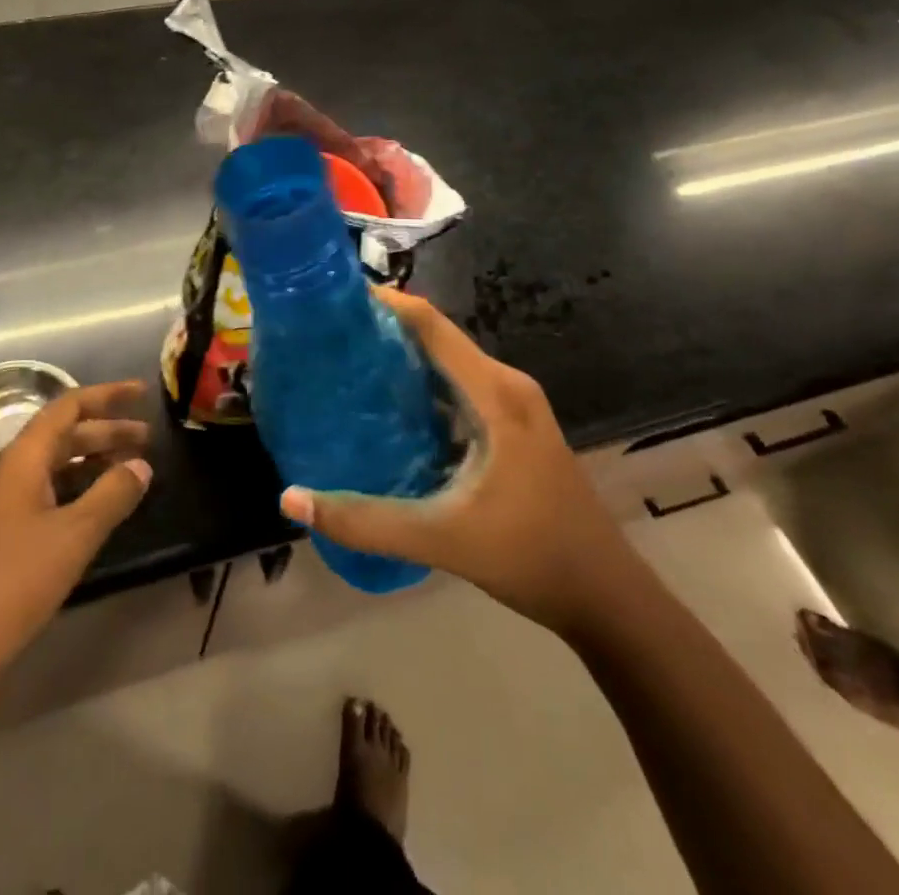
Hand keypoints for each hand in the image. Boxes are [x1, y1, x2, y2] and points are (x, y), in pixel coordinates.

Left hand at [0, 381, 152, 684]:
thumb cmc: (9, 583)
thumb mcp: (71, 537)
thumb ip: (111, 496)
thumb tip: (142, 465)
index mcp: (22, 460)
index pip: (67, 407)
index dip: (106, 396)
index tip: (142, 393)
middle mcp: (11, 476)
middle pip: (63, 436)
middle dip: (106, 431)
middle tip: (148, 438)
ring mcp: (4, 510)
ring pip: (55, 469)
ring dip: (93, 463)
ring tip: (132, 470)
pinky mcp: (3, 542)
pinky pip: (49, 499)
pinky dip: (79, 494)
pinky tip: (99, 512)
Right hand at [279, 289, 629, 635]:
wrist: (607, 599)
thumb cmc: (531, 555)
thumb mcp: (442, 538)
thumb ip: (365, 521)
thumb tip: (291, 499)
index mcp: (495, 392)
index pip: (430, 324)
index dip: (385, 303)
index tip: (334, 298)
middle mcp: (505, 386)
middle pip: (436, 340)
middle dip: (382, 332)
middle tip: (326, 339)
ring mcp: (513, 408)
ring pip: (447, 367)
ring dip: (401, 363)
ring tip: (344, 368)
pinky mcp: (512, 430)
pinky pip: (458, 392)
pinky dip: (421, 392)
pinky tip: (386, 413)